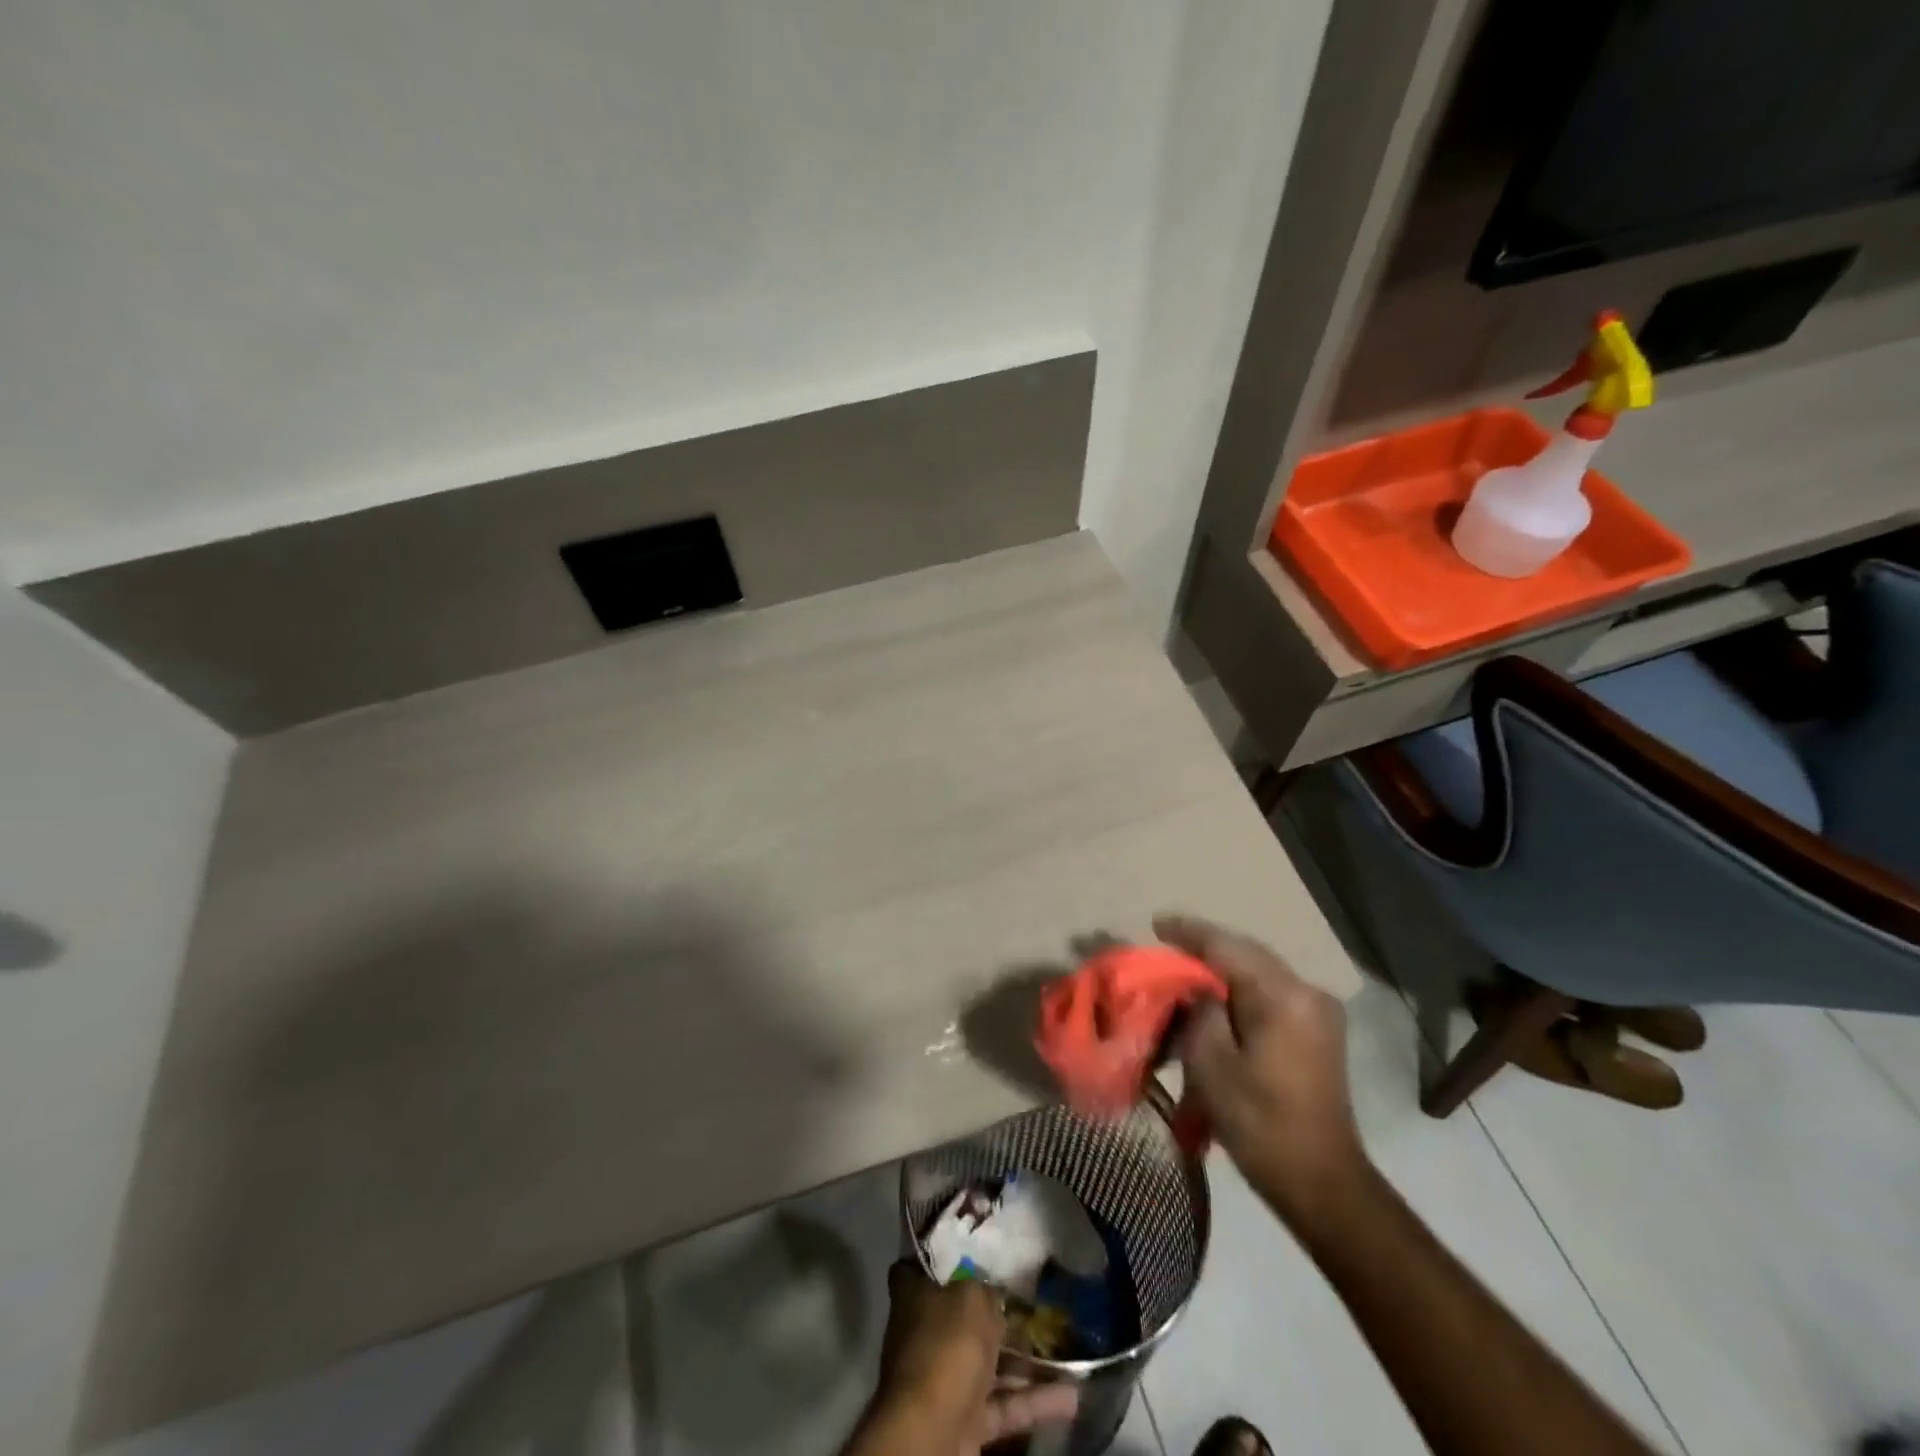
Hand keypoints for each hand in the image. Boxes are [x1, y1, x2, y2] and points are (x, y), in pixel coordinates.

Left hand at [857, 1263, 1077, 1454]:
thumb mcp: (973, 1299)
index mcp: (914, 1297)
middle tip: (1036, 1300)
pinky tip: (1073, 1396)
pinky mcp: (966, 1421)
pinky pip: (1004, 1405)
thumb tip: (994, 1295)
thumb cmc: (946, 1346)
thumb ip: (987, 1292)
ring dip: (1026, 1360)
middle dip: (998, 1313)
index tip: (974, 1249)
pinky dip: (1035, 1401)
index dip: (944, 1258)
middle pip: (963, 1316)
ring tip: (1065, 1347)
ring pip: (990, 1364)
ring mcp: (945, 1380)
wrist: (931, 1433)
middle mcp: (926, 1334)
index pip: (922, 1268)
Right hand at [1158, 913, 1370, 1233]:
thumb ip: (1198, 1010)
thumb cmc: (1260, 1122)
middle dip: (1205, 949)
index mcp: (1283, 996)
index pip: (1227, 947)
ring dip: (1223, 970)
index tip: (1155, 923)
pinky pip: (1271, 995)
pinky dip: (1241, 991)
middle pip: (1247, 955)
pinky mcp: (1318, 1032)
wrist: (1322, 1183)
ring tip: (1185, 970)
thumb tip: (1193, 986)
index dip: (1189, 933)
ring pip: (1259, 973)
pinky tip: (1216, 999)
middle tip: (1166, 944)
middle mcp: (1307, 992)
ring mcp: (1318, 1012)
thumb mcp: (1211, 1062)